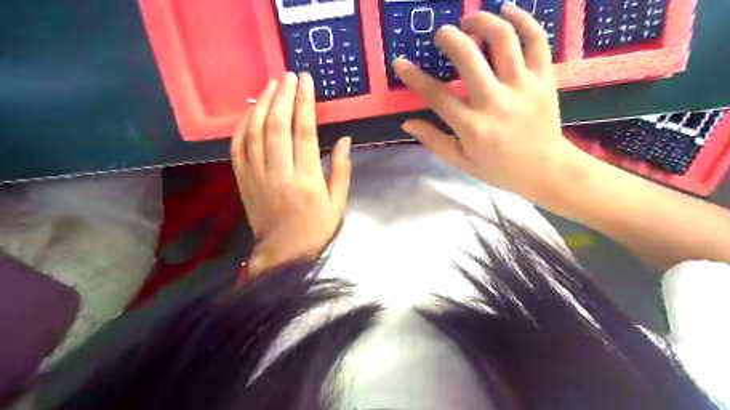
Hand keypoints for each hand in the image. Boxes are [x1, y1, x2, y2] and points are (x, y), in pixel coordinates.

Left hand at [231, 73, 350, 276]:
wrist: (283, 254)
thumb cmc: (316, 229)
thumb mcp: (338, 204)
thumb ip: (341, 170)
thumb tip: (344, 139)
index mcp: (307, 180)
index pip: (304, 132)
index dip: (305, 103)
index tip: (306, 81)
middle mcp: (279, 173)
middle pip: (277, 126)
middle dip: (283, 96)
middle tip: (289, 75)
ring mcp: (257, 176)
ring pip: (255, 132)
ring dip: (262, 105)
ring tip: (270, 85)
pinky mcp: (243, 181)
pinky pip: (238, 148)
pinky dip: (242, 126)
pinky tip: (251, 111)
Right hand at [394, 3, 585, 201]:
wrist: (546, 170)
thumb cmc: (499, 169)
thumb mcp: (461, 162)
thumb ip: (434, 141)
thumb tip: (407, 122)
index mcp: (472, 127)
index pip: (436, 95)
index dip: (414, 77)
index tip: (401, 63)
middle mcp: (495, 102)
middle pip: (468, 57)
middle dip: (449, 38)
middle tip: (441, 34)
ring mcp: (522, 86)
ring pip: (502, 39)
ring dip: (482, 22)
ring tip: (470, 21)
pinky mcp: (544, 78)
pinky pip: (536, 39)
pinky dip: (523, 19)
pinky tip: (507, 10)